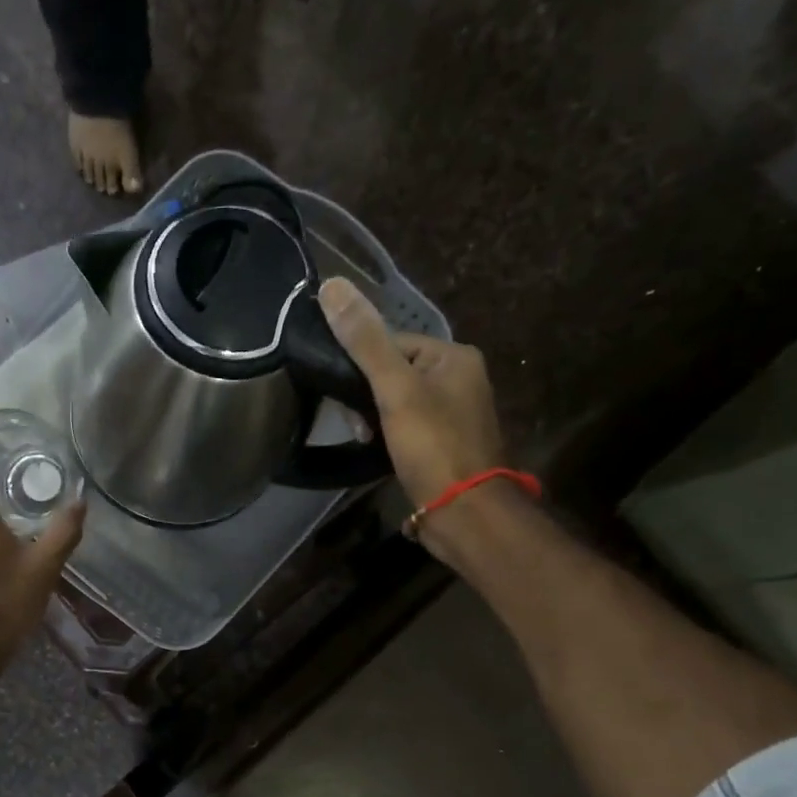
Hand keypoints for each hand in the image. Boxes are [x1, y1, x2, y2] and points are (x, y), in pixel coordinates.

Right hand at [318, 277, 505, 506]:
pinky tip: (378, 451)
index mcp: (455, 356)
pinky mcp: (445, 445)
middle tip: (357, 424)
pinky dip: (389, 437)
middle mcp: (460, 379)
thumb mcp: (395, 389)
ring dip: (374, 419)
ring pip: (398, 403)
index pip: (393, 342)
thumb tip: (331, 285)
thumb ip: (364, 341)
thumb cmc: (433, 444)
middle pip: (395, 372)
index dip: (362, 365)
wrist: (464, 511)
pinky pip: (407, 428)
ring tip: (365, 440)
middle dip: (367, 397)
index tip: (345, 393)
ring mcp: (454, 415)